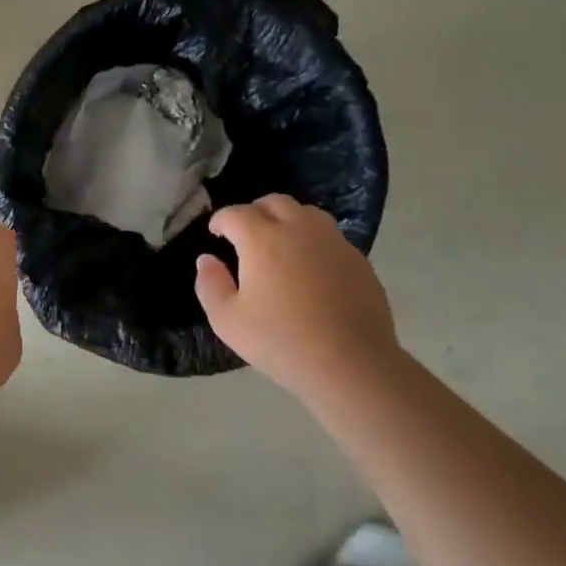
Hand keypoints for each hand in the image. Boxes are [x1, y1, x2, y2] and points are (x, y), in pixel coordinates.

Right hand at [194, 195, 397, 395]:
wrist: (349, 363)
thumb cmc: (280, 341)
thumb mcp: (227, 320)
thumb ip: (209, 284)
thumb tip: (207, 260)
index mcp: (262, 239)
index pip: (236, 213)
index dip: (221, 220)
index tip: (215, 234)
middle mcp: (299, 229)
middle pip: (274, 202)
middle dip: (254, 212)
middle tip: (245, 236)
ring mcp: (333, 242)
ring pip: (306, 213)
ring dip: (287, 220)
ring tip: (279, 245)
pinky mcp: (358, 260)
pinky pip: (330, 237)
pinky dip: (312, 241)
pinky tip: (309, 268)